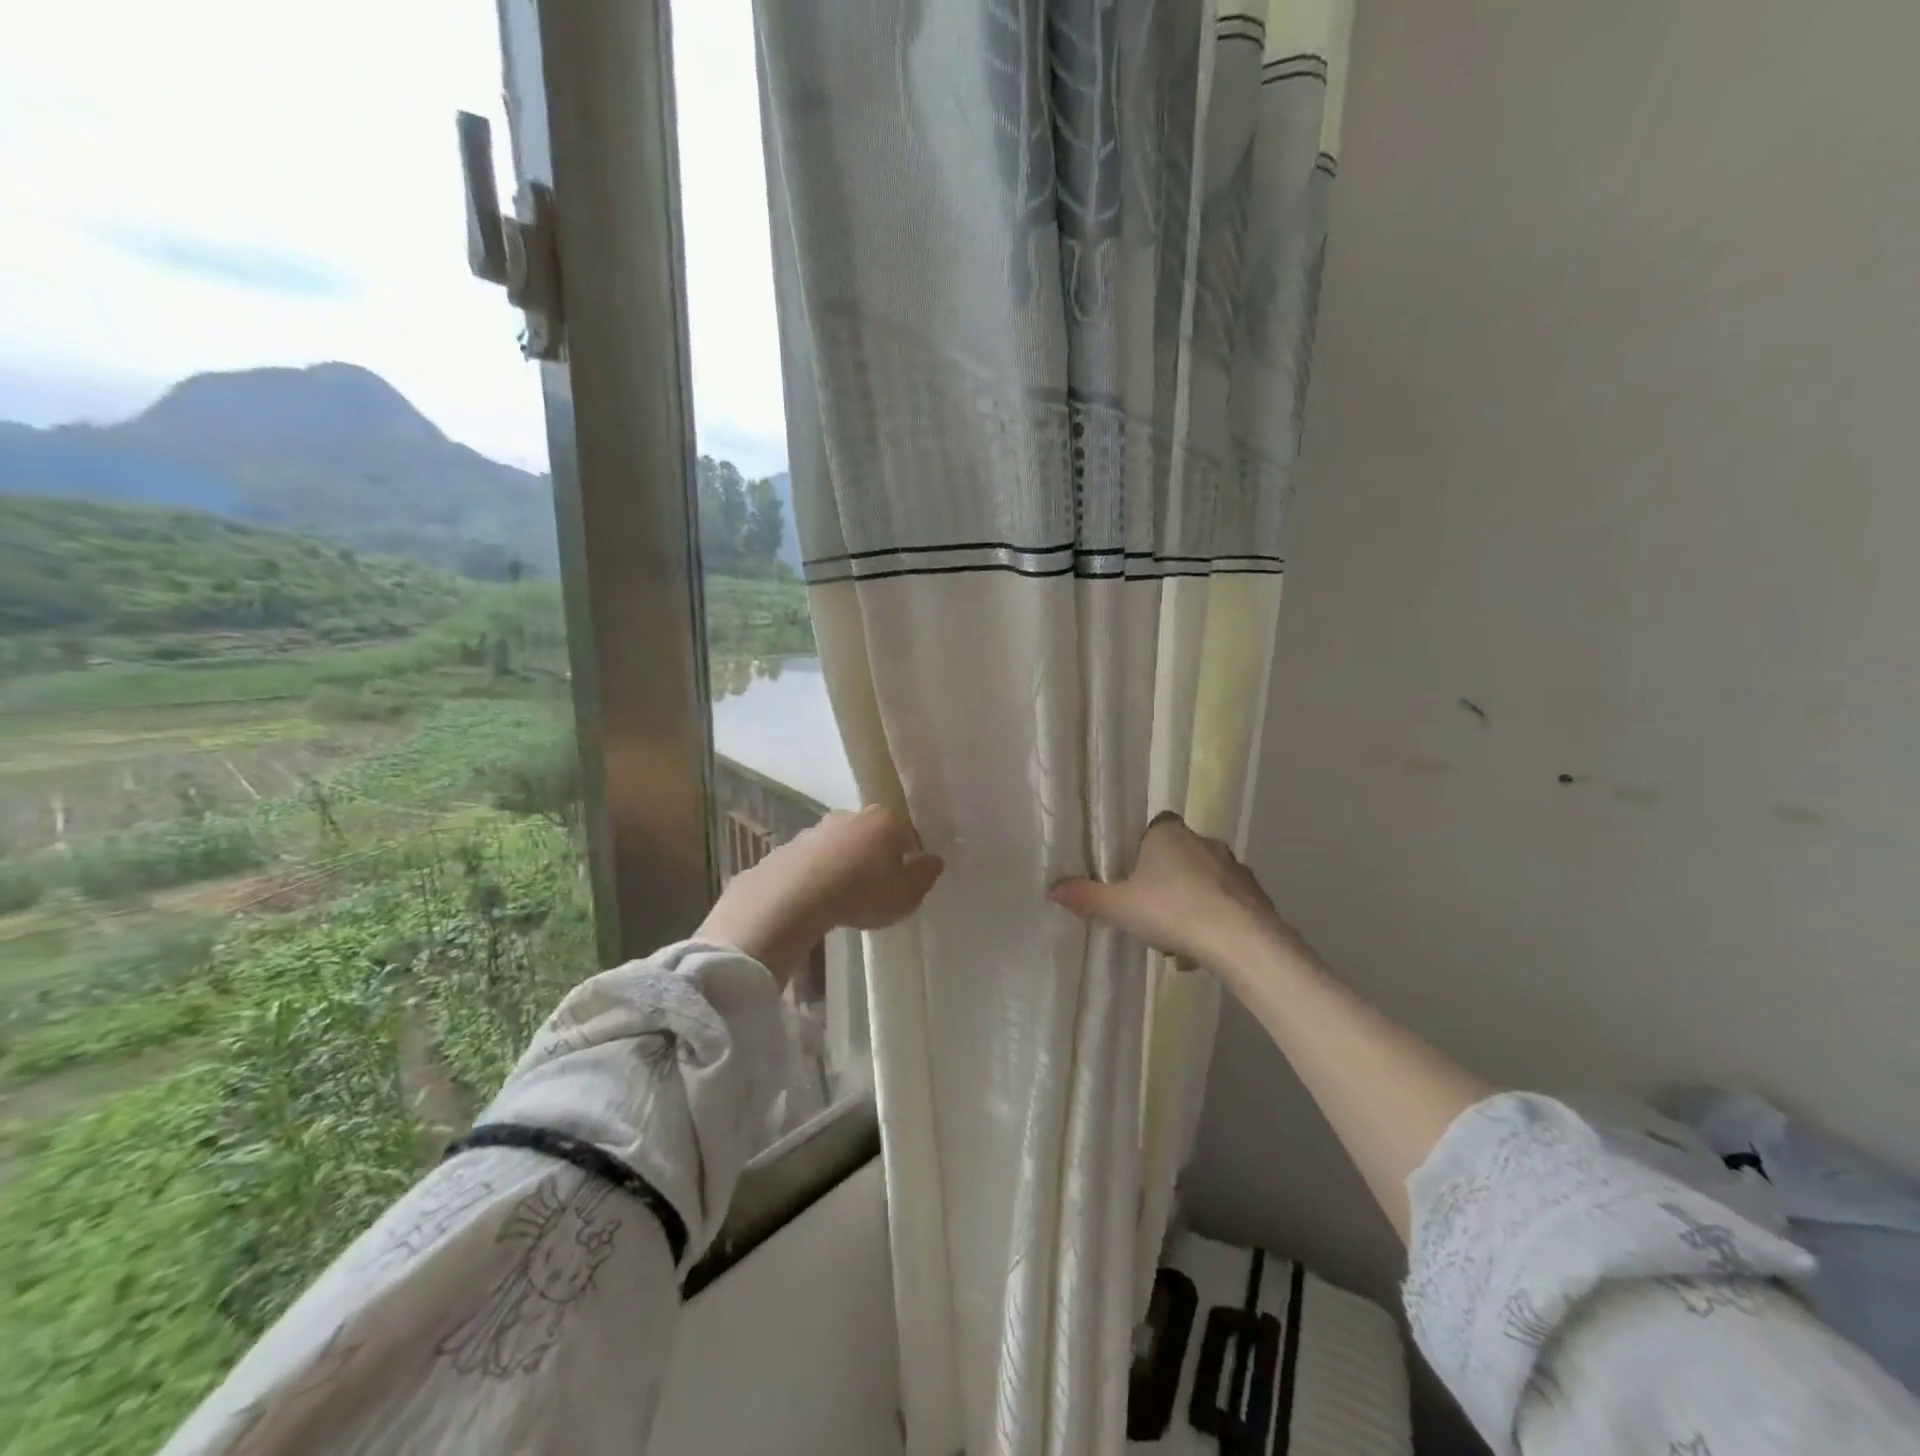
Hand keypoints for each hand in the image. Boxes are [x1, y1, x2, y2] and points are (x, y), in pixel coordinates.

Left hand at [697, 805, 943, 981]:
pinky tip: (816, 899)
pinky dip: (817, 874)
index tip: (904, 881)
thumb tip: (934, 860)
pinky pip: (812, 860)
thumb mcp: (906, 895)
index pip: (907, 834)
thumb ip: (924, 876)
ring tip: (842, 897)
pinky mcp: (789, 846)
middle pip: (872, 834)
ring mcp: (817, 828)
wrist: (795, 897)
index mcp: (886, 820)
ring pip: (840, 845)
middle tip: (874, 889)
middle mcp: (852, 815)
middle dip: (874, 855)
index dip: (908, 857)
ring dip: (843, 863)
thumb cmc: (863, 892)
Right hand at [1048, 812, 1307, 978]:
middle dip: (1165, 882)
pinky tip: (1202, 950)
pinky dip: (1215, 921)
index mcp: (1169, 833)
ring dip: (1190, 904)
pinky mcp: (1256, 895)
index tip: (1132, 875)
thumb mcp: (1119, 907)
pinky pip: (1227, 904)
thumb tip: (1052, 889)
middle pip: (1178, 856)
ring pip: (1204, 882)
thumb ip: (1086, 896)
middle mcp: (1204, 841)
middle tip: (1148, 912)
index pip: (1154, 827)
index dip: (1142, 849)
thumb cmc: (1171, 910)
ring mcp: (1234, 867)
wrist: (1240, 940)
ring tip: (1175, 940)